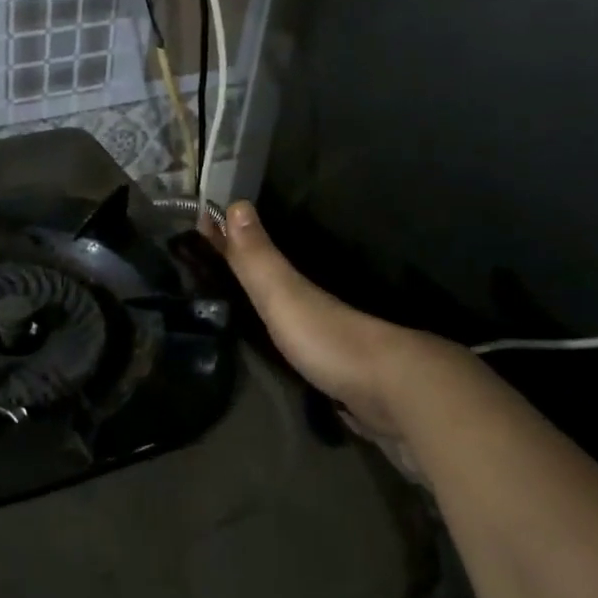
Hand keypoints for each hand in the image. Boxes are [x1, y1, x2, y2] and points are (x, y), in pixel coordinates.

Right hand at [212, 201, 444, 440]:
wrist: (392, 393)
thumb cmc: (329, 338)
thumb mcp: (284, 296)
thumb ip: (258, 260)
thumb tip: (237, 204)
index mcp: (302, 288)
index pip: (260, 255)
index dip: (232, 242)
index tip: (206, 226)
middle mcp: (320, 308)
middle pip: (282, 284)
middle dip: (256, 275)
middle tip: (221, 273)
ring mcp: (337, 342)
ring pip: (302, 317)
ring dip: (278, 312)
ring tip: (247, 313)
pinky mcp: (345, 375)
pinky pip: (313, 350)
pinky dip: (298, 346)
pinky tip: (288, 356)